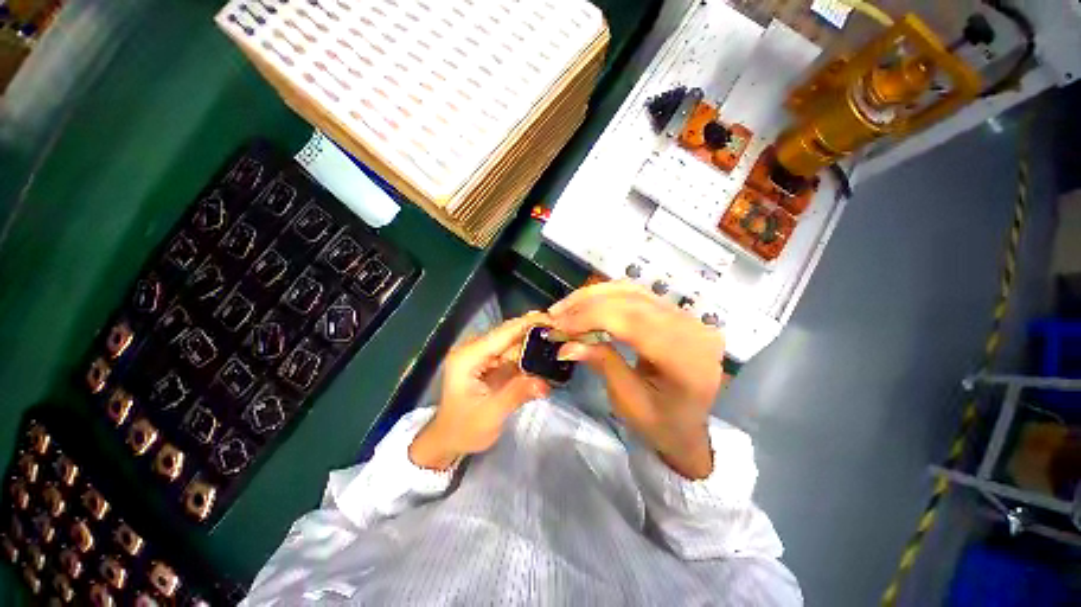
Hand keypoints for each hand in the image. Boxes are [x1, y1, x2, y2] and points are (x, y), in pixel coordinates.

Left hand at [409, 313, 551, 470]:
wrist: (448, 440)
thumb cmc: (463, 429)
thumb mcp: (490, 415)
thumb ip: (517, 394)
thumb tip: (545, 383)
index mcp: (468, 356)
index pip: (502, 333)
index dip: (528, 324)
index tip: (554, 320)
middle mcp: (475, 349)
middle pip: (509, 334)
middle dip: (536, 333)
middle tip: (563, 333)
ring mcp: (482, 356)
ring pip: (514, 343)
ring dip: (535, 345)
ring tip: (560, 344)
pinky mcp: (490, 363)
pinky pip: (513, 354)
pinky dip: (529, 356)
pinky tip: (546, 357)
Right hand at [550, 282, 723, 478]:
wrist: (688, 426)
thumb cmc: (660, 423)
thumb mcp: (627, 400)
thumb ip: (601, 363)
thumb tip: (566, 344)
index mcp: (686, 357)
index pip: (633, 321)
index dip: (591, 317)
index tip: (558, 324)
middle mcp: (692, 328)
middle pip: (632, 301)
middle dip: (588, 304)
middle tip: (556, 315)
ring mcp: (687, 316)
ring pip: (633, 291)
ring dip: (594, 296)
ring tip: (567, 308)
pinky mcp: (676, 312)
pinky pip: (637, 294)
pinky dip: (608, 296)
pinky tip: (588, 304)